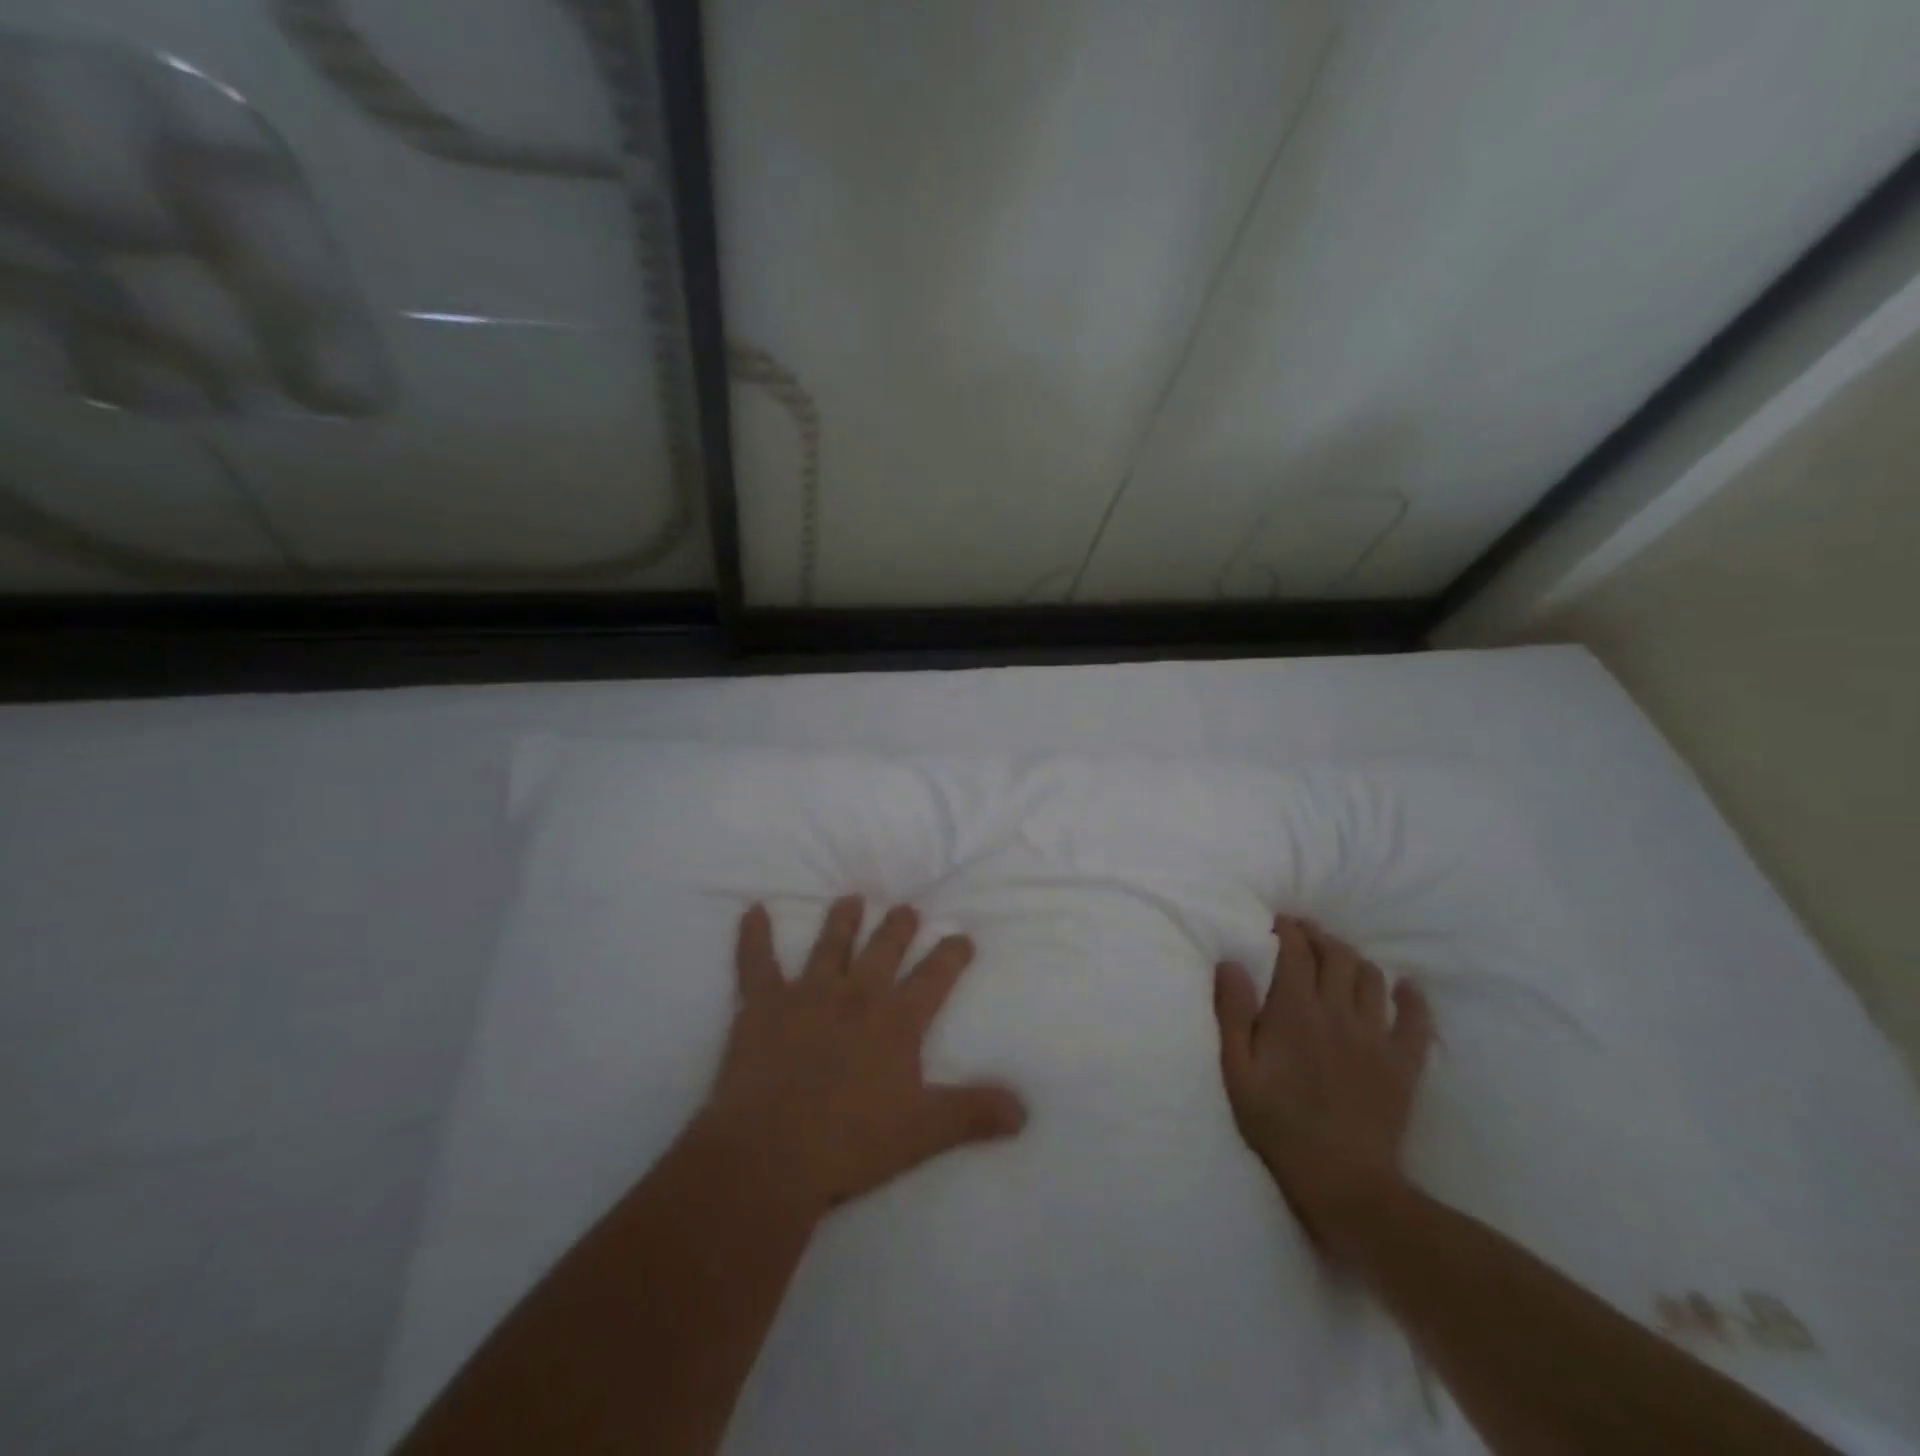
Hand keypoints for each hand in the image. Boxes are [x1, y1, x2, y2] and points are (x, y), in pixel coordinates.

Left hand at [699, 897, 1027, 1217]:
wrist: (772, 1153)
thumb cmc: (851, 1142)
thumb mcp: (923, 1133)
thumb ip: (973, 1114)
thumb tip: (1024, 1110)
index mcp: (895, 1021)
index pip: (934, 977)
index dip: (951, 954)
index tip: (962, 936)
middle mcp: (855, 995)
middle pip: (883, 950)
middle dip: (898, 927)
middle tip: (906, 908)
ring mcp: (807, 995)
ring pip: (829, 945)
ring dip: (842, 920)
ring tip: (851, 899)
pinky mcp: (763, 1006)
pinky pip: (755, 962)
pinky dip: (753, 936)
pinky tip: (752, 911)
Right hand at [1213, 915, 1433, 1259]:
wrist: (1342, 1181)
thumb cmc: (1277, 1124)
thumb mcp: (1237, 1071)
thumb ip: (1232, 1013)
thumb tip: (1231, 963)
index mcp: (1294, 1011)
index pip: (1295, 951)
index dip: (1287, 930)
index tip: (1277, 923)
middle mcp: (1337, 1012)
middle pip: (1336, 955)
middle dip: (1319, 937)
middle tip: (1304, 935)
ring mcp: (1376, 1036)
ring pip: (1371, 977)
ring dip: (1353, 960)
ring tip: (1339, 960)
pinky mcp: (1404, 1063)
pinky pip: (1417, 1019)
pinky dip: (1412, 997)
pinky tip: (1405, 988)